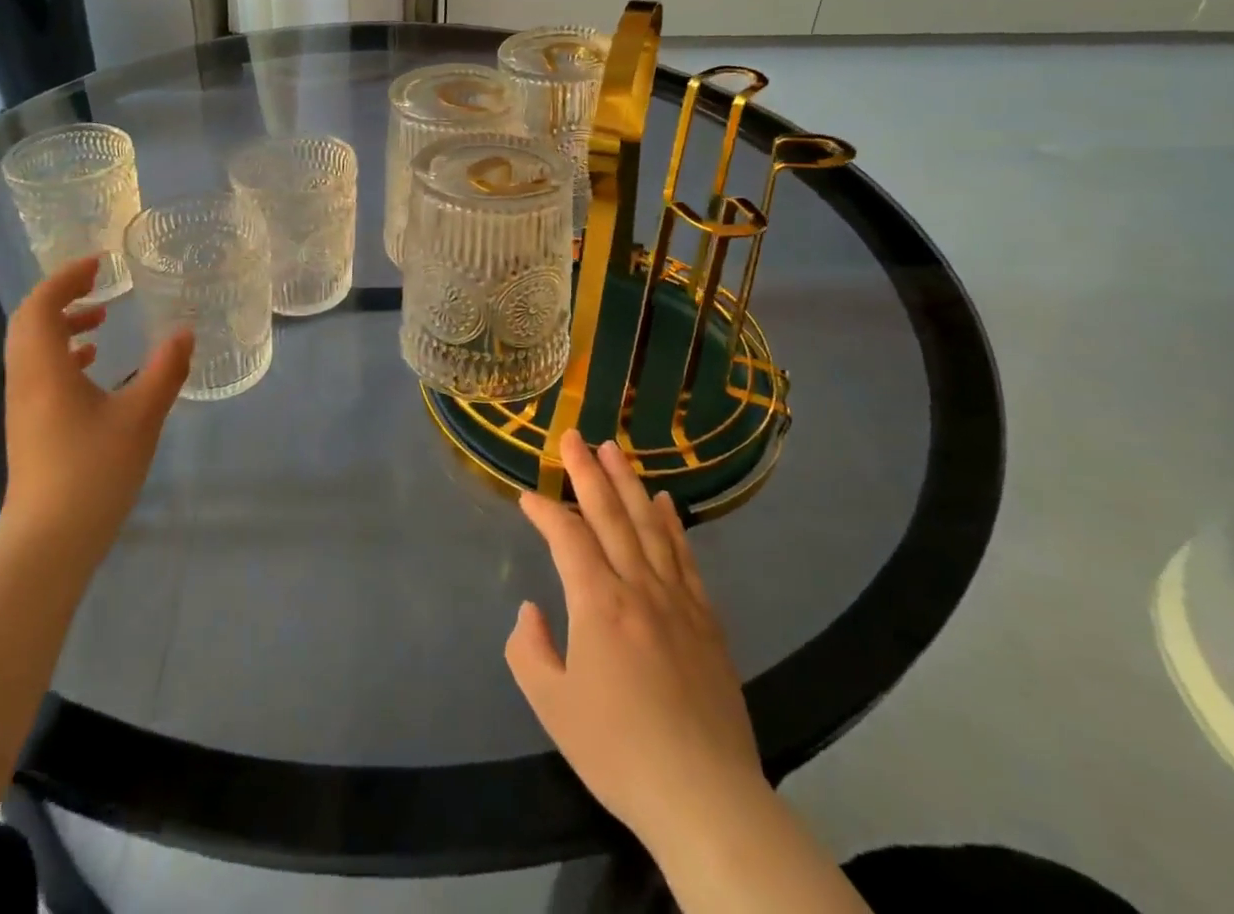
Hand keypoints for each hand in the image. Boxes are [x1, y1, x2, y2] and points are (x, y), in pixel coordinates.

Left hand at [0, 257, 192, 577]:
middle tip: (99, 286)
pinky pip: (39, 371)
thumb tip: (185, 332)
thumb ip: (164, 370)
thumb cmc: (93, 471)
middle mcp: (26, 379)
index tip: (99, 264)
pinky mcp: (30, 426)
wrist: (49, 541)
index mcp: (44, 368)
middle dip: (63, 296)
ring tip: (101, 321)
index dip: (66, 277)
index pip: (41, 305)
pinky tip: (94, 366)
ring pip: (33, 347)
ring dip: (63, 325)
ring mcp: (23, 405)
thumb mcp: (141, 416)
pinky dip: (63, 354)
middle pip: (30, 322)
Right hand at [506, 431, 764, 847]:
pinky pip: (686, 559)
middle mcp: (639, 588)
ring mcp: (678, 601)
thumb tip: (532, 611)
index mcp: (598, 603)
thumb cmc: (619, 750)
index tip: (526, 496)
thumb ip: (529, 649)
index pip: (567, 537)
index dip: (544, 511)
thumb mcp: (552, 706)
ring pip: (650, 526)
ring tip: (614, 449)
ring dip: (629, 483)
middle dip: (587, 472)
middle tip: (573, 435)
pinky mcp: (707, 622)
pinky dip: (673, 525)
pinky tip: (665, 503)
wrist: (705, 798)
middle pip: (610, 515)